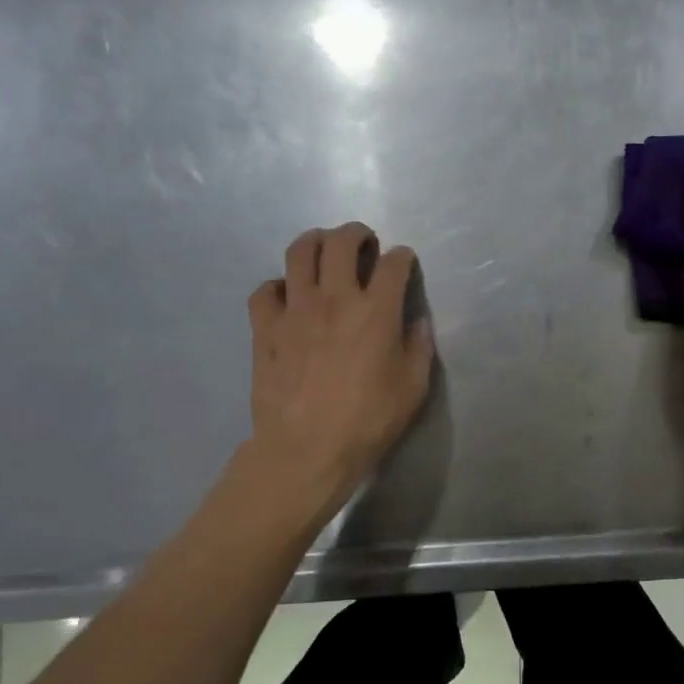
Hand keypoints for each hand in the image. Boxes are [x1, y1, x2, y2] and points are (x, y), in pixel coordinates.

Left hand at [246, 223, 433, 506]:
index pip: (393, 264)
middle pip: (341, 242)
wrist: (307, 450)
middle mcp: (335, 299)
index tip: (404, 262)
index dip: (403, 257)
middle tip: (363, 243)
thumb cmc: (368, 421)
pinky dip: (278, 286)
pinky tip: (287, 298)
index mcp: (376, 311)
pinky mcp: (265, 329)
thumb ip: (419, 348)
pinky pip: (265, 290)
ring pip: (298, 252)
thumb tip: (416, 322)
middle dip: (356, 233)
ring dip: (315, 242)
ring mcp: (295, 310)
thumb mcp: (413, 388)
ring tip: (323, 252)